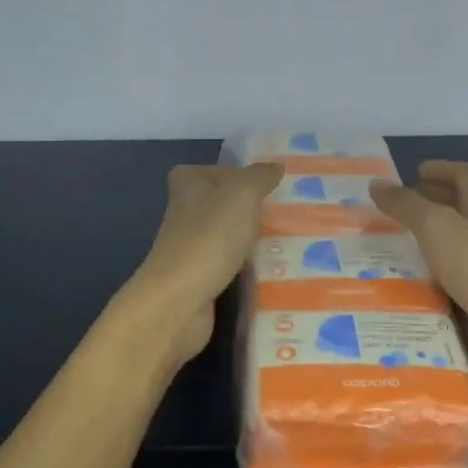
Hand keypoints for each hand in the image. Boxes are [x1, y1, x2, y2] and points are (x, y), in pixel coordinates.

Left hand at [125, 163, 282, 368]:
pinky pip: (228, 268)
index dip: (231, 174)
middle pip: (219, 205)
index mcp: (187, 187)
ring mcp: (189, 250)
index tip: (262, 183)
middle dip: (248, 209)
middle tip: (286, 213)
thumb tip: (275, 166)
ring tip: (288, 242)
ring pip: (225, 238)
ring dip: (250, 241)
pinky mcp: (198, 281)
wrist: (179, 301)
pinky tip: (272, 272)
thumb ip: (259, 177)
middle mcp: (184, 215)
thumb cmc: (209, 237)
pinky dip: (246, 270)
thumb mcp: (241, 195)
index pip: (206, 170)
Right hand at [370, 161, 467, 382]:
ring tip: (385, 245)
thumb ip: (406, 205)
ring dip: (422, 242)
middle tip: (390, 209)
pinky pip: (448, 277)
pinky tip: (400, 281)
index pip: (463, 175)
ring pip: (450, 244)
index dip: (439, 169)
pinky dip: (427, 275)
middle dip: (426, 204)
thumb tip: (376, 184)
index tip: (411, 172)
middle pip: (458, 207)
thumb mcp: (436, 227)